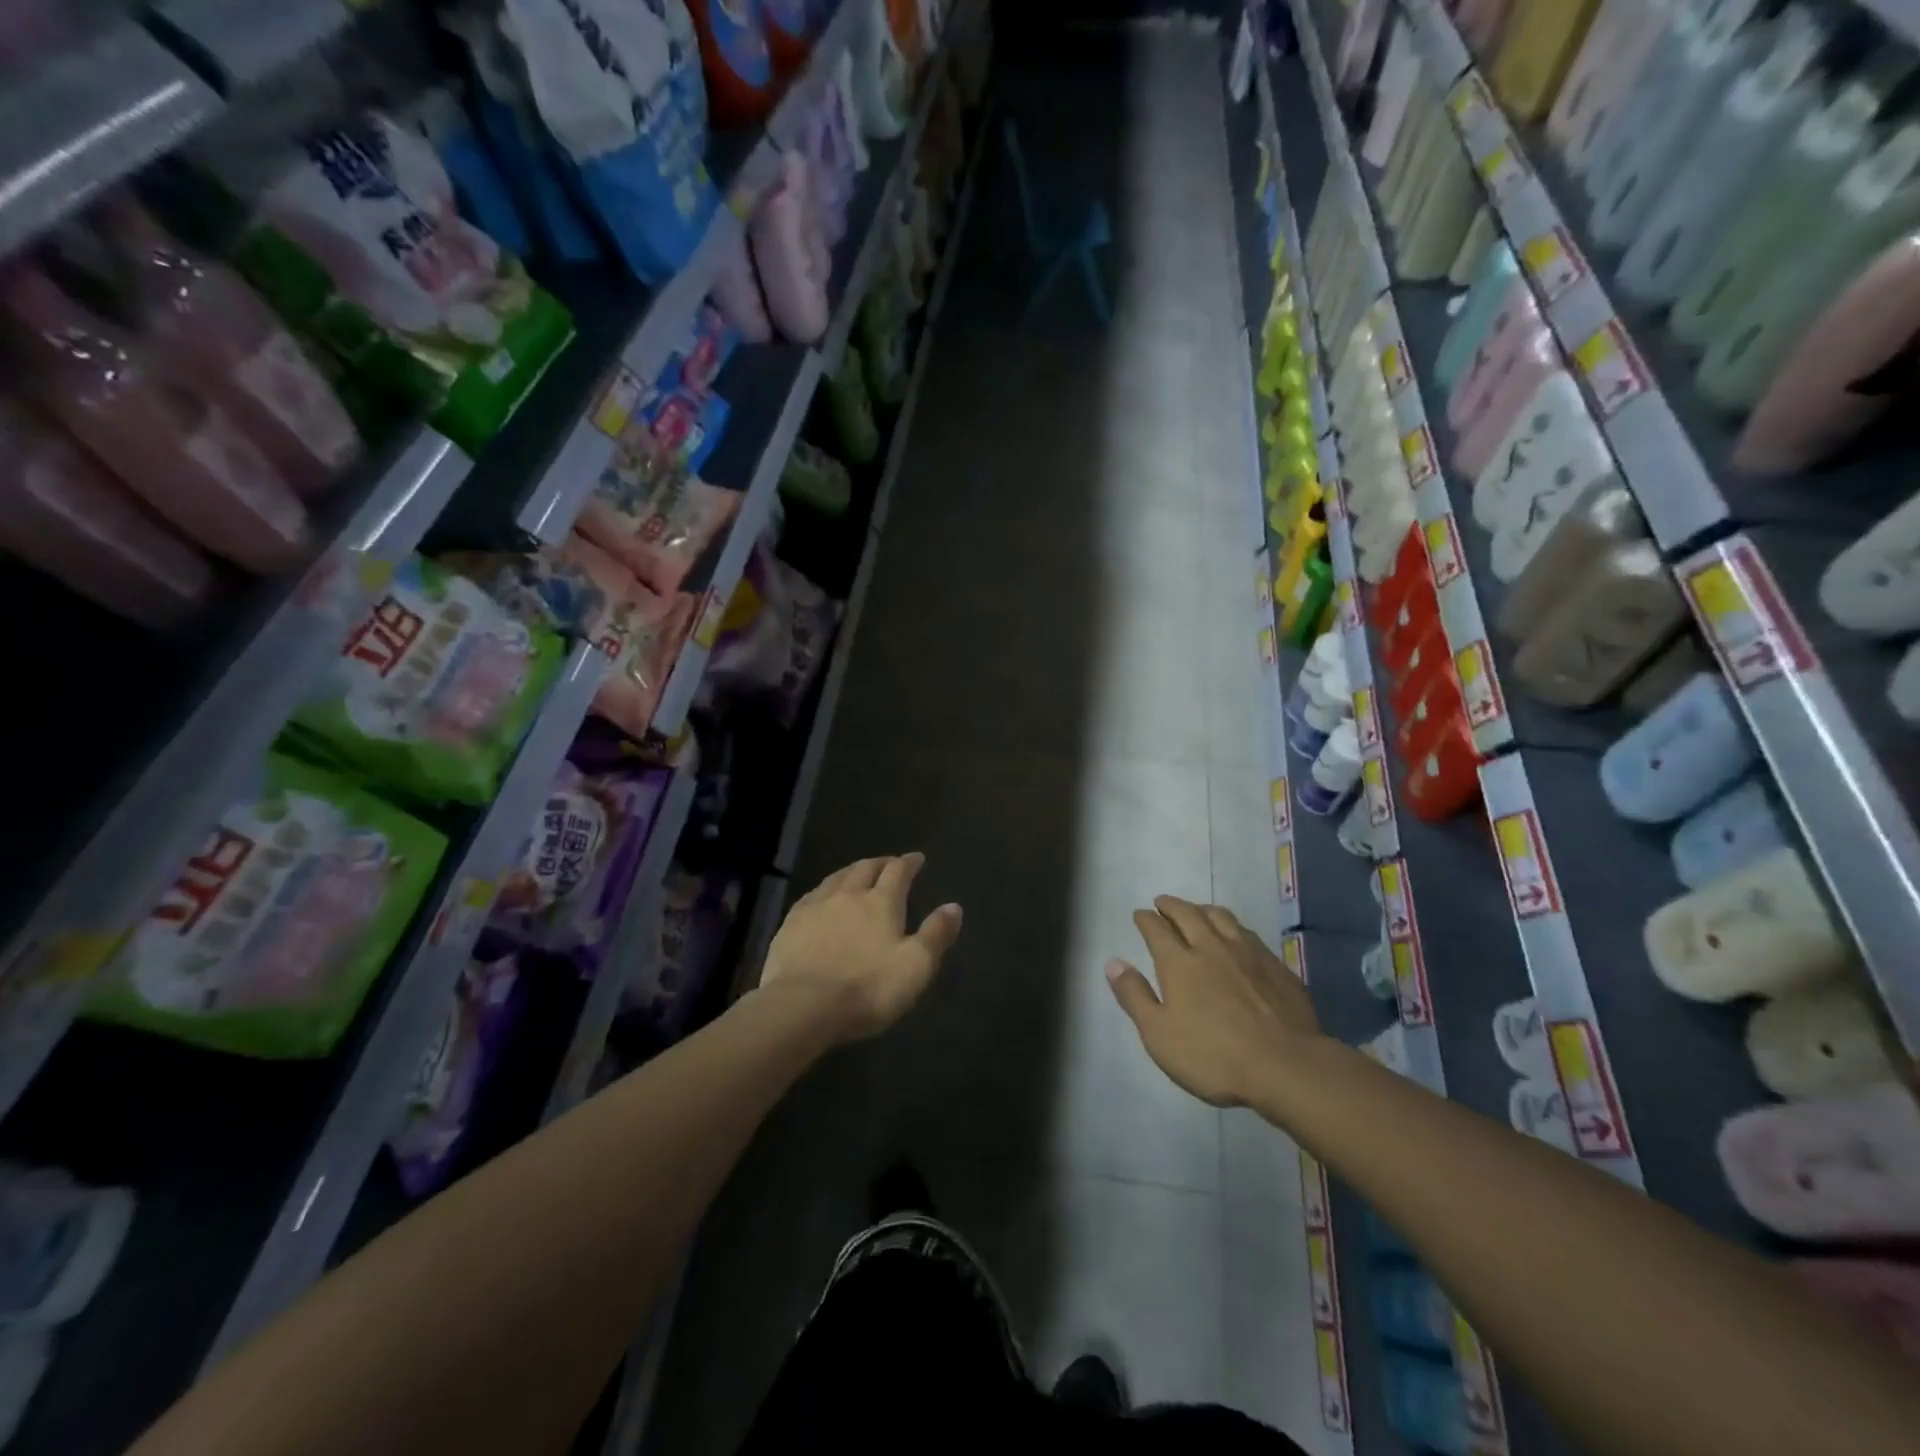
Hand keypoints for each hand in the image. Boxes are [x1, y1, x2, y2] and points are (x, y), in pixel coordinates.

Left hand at [760, 854, 962, 1042]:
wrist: (802, 1006)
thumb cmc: (867, 988)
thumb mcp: (915, 966)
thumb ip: (936, 934)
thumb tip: (954, 906)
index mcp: (881, 902)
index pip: (898, 871)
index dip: (909, 862)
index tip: (917, 858)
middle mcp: (848, 895)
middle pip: (865, 868)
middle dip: (880, 863)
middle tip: (889, 863)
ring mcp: (815, 907)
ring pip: (836, 878)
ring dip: (851, 872)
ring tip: (857, 873)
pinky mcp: (790, 924)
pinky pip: (811, 896)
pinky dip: (824, 891)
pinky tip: (821, 898)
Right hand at [1107, 896, 1322, 1108]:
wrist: (1286, 1066)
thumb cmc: (1213, 1056)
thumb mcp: (1159, 1034)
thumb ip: (1135, 996)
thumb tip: (1113, 962)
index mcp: (1180, 963)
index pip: (1157, 929)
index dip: (1145, 919)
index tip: (1140, 914)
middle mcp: (1212, 947)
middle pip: (1189, 915)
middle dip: (1172, 906)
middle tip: (1163, 902)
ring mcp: (1248, 954)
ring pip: (1222, 918)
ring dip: (1204, 909)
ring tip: (1197, 910)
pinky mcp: (1276, 967)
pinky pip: (1249, 934)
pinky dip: (1234, 928)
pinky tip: (1238, 936)